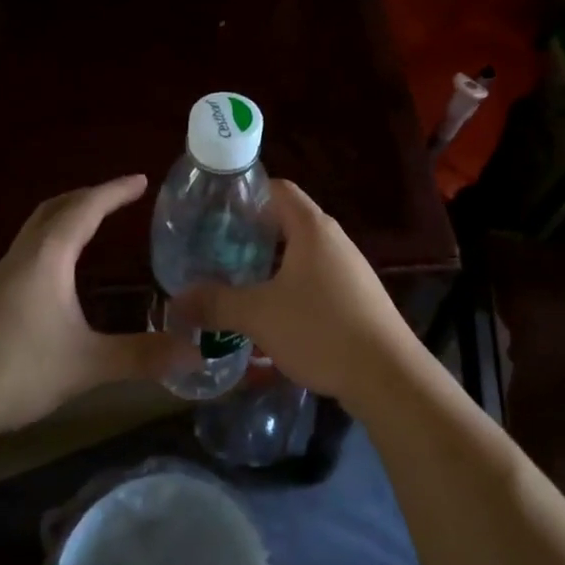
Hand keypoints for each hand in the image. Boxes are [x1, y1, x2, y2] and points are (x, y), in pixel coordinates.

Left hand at [0, 175, 191, 440]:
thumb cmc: (16, 371)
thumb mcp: (87, 365)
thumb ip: (141, 356)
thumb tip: (195, 352)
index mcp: (47, 259)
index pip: (85, 210)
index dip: (114, 192)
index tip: (141, 180)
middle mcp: (22, 258)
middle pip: (54, 209)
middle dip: (89, 196)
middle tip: (119, 197)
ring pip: (36, 230)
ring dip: (66, 217)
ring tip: (93, 224)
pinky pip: (27, 252)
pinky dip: (51, 243)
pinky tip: (58, 274)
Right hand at [180, 180, 416, 405]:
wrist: (387, 375)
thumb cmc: (321, 330)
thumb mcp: (259, 316)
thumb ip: (216, 303)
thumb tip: (176, 300)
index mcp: (312, 228)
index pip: (277, 189)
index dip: (245, 194)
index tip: (214, 213)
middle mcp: (334, 240)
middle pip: (286, 222)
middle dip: (250, 235)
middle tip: (215, 252)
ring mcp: (349, 269)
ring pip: (300, 255)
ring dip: (269, 266)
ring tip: (236, 283)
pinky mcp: (356, 297)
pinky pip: (315, 280)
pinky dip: (289, 288)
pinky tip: (271, 315)